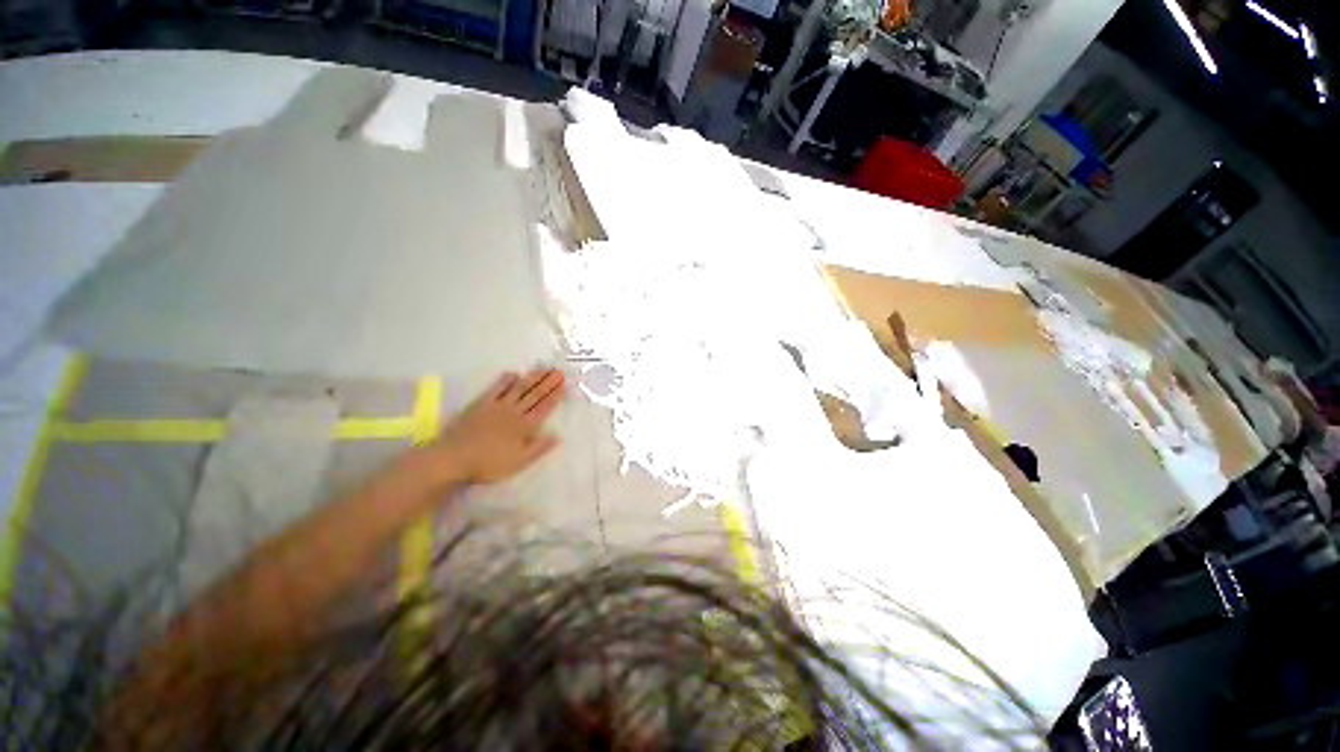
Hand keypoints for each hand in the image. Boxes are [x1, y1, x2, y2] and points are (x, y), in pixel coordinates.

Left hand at [426, 368, 566, 485]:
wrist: (454, 458)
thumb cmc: (488, 464)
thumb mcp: (519, 462)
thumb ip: (539, 448)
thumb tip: (557, 436)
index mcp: (525, 426)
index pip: (544, 407)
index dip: (555, 396)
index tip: (564, 384)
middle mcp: (514, 412)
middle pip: (534, 395)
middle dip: (548, 382)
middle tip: (558, 371)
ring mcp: (497, 406)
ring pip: (519, 388)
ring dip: (532, 378)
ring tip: (543, 368)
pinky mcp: (480, 404)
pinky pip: (496, 389)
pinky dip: (505, 381)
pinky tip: (513, 374)